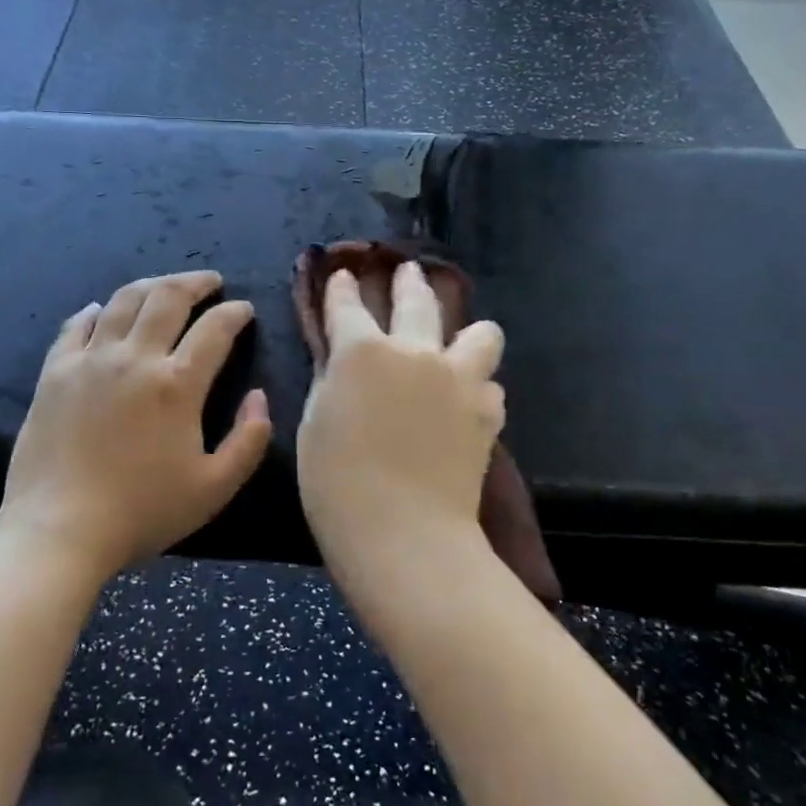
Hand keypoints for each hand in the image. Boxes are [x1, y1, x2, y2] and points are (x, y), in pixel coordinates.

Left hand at [0, 271, 272, 583]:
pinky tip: (103, 311)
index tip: (244, 310)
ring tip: (165, 286)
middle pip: (168, 297)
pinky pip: (76, 326)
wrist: (58, 531)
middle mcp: (135, 358)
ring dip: (151, 285)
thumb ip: (249, 440)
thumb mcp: (215, 488)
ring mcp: (90, 360)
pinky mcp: (54, 372)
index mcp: (177, 384)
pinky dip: (96, 311)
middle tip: (210, 281)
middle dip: (196, 282)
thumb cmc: (142, 512)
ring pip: (124, 301)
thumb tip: (259, 396)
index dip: (235, 313)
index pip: (215, 328)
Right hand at [297, 261, 505, 574]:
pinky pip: (490, 383)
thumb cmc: (337, 485)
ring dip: (467, 333)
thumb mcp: (315, 425)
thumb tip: (341, 360)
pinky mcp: (486, 410)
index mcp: (361, 351)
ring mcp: (457, 377)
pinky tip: (466, 400)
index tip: (345, 275)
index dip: (342, 287)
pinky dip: (477, 387)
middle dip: (409, 281)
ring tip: (457, 344)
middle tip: (409, 272)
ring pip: (480, 332)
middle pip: (417, 298)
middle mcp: (413, 350)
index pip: (347, 304)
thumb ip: (331, 381)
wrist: (404, 532)